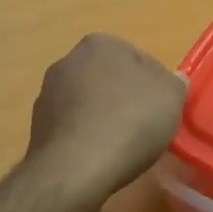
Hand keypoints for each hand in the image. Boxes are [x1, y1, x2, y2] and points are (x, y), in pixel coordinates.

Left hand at [26, 34, 187, 202]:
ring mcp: (48, 94)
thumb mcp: (171, 97)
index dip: (155, 85)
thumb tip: (172, 80)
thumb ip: (175, 83)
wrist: (76, 168)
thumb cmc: (130, 122)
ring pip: (89, 103)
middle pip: (110, 79)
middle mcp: (68, 60)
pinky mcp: (37, 127)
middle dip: (125, 98)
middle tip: (145, 126)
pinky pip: (74, 128)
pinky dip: (86, 138)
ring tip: (123, 147)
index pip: (138, 58)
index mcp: (100, 43)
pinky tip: (100, 158)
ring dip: (104, 118)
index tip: (163, 109)